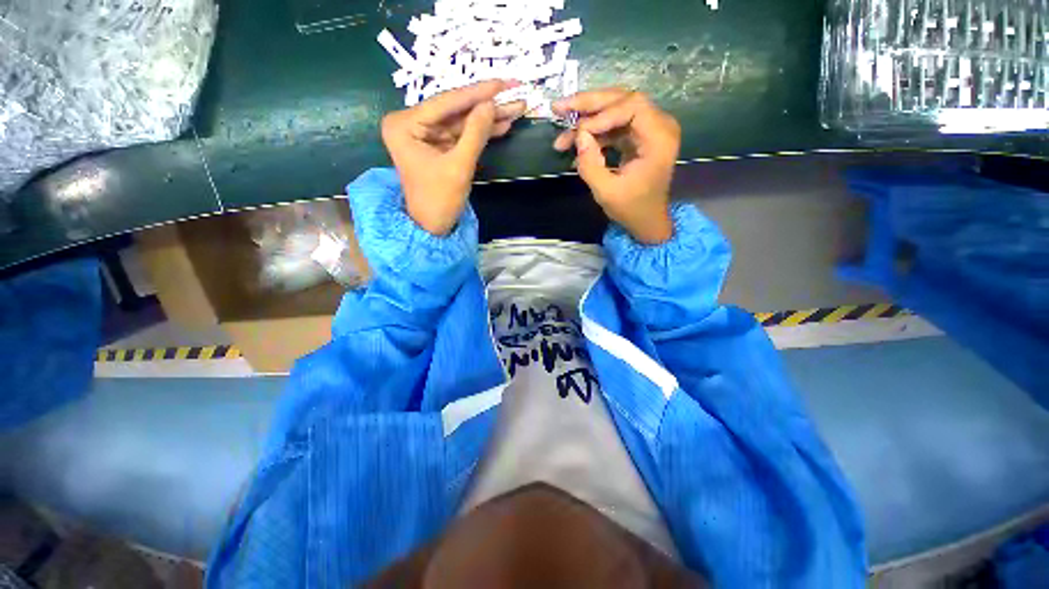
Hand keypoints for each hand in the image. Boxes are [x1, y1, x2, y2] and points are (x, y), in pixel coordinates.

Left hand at [381, 80, 525, 235]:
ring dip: (488, 118)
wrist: (432, 227)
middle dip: (486, 105)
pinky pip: (462, 135)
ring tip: (515, 109)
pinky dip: (481, 132)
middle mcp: (411, 123)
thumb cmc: (439, 200)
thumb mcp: (459, 167)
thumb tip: (491, 104)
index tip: (503, 83)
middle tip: (515, 93)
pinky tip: (501, 125)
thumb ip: (475, 134)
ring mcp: (425, 135)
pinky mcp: (438, 147)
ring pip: (462, 122)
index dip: (477, 93)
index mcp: (405, 124)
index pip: (446, 103)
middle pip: (455, 110)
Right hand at [552, 89, 680, 243]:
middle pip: (621, 100)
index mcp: (659, 138)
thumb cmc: (631, 209)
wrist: (647, 220)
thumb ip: (590, 165)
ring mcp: (648, 130)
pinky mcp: (637, 137)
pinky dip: (593, 134)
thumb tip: (579, 136)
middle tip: (559, 108)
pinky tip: (575, 146)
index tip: (579, 131)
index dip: (602, 114)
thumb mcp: (607, 192)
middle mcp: (658, 125)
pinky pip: (612, 126)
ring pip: (614, 110)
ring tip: (561, 135)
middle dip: (588, 105)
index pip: (632, 106)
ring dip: (586, 120)